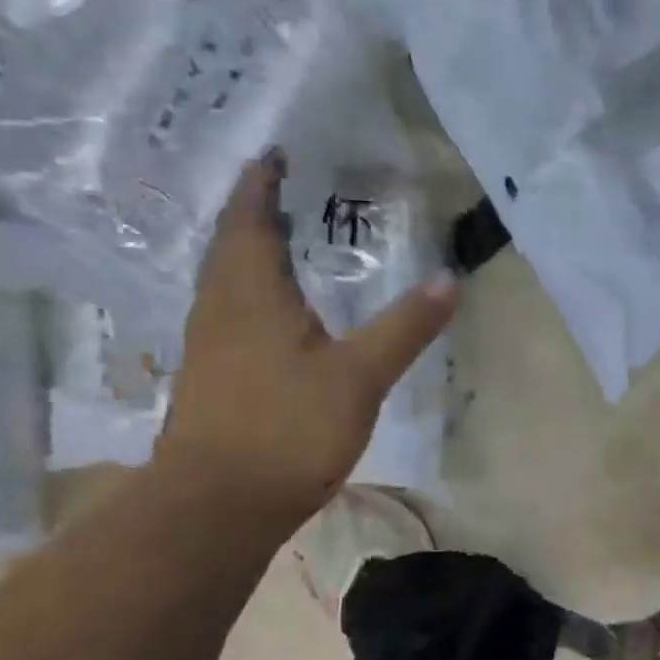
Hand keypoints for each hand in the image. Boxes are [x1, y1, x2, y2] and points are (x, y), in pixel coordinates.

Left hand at [156, 150, 457, 524]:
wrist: (217, 505)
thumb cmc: (287, 429)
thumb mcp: (359, 376)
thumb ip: (404, 326)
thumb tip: (449, 278)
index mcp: (251, 294)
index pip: (250, 220)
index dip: (261, 184)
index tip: (275, 154)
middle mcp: (220, 309)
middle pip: (229, 245)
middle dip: (253, 212)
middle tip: (282, 188)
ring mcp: (210, 345)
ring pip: (224, 280)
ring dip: (247, 251)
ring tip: (281, 239)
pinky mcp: (211, 377)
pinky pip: (228, 312)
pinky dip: (248, 291)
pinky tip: (272, 311)